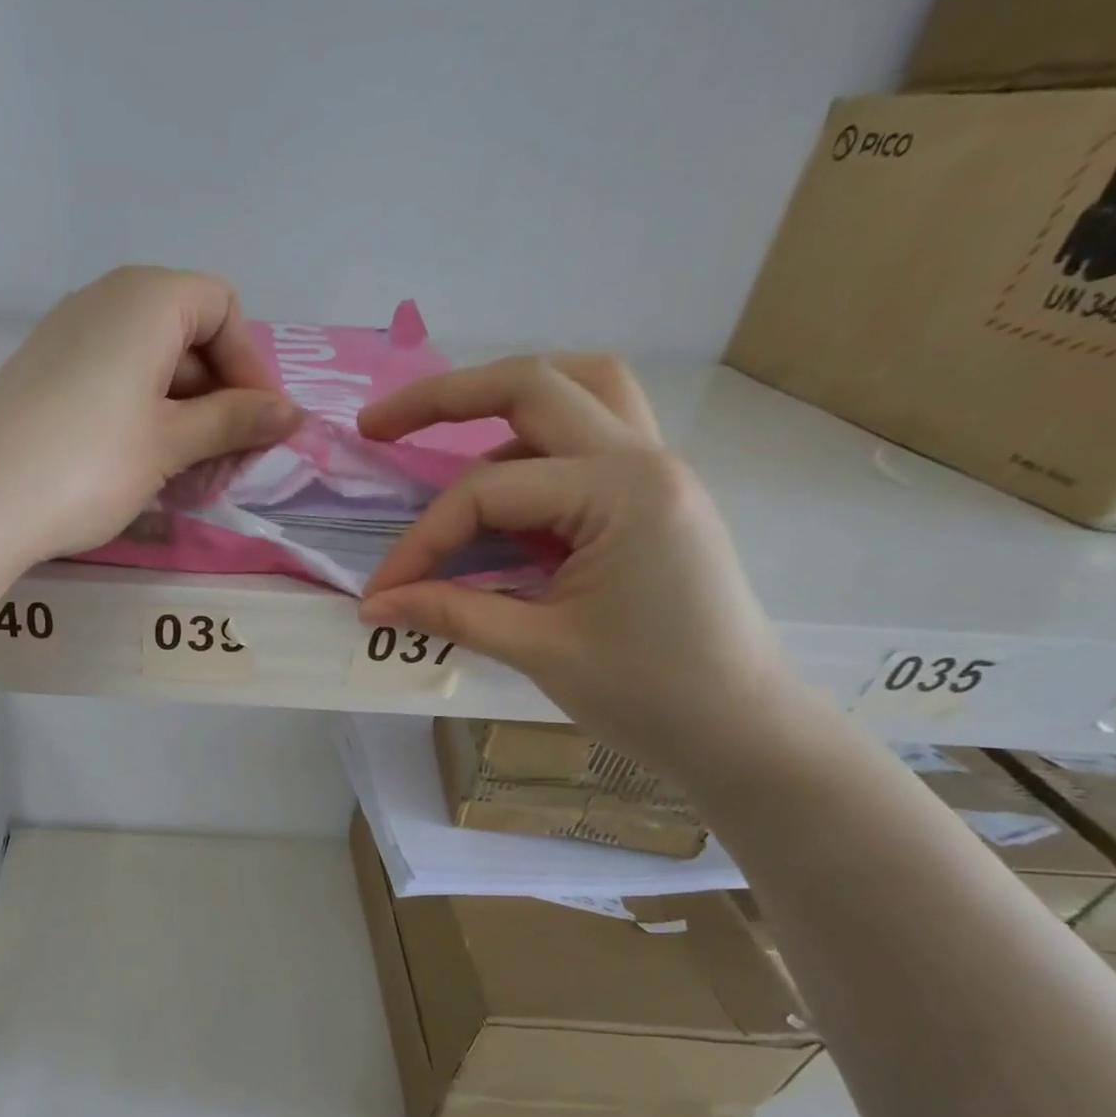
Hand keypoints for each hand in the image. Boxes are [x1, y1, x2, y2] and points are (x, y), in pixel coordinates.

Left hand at [0, 266, 303, 562]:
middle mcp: (106, 301)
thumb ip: (233, 422)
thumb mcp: (170, 443)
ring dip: (185, 420)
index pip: (223, 309)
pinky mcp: (45, 376)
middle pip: (188, 338)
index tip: (260, 428)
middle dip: (220, 402)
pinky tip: (144, 470)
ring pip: (151, 368)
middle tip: (228, 467)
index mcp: (147, 298)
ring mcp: (69, 338)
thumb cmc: (90, 464)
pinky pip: (114, 385)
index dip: (251, 367)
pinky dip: (143, 421)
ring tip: (191, 480)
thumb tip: (292, 414)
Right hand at [359, 355, 795, 773]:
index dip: (421, 541)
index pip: (488, 492)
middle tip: (378, 427)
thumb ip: (450, 612)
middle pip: (535, 386)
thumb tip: (374, 603)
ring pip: (579, 389)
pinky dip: (538, 438)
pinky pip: (593, 434)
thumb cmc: (649, 694)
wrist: (741, 729)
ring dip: (505, 399)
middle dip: (445, 398)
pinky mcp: (653, 496)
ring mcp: (656, 471)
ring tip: (443, 428)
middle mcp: (644, 460)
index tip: (381, 593)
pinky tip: (501, 479)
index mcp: (621, 493)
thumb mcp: (537, 650)